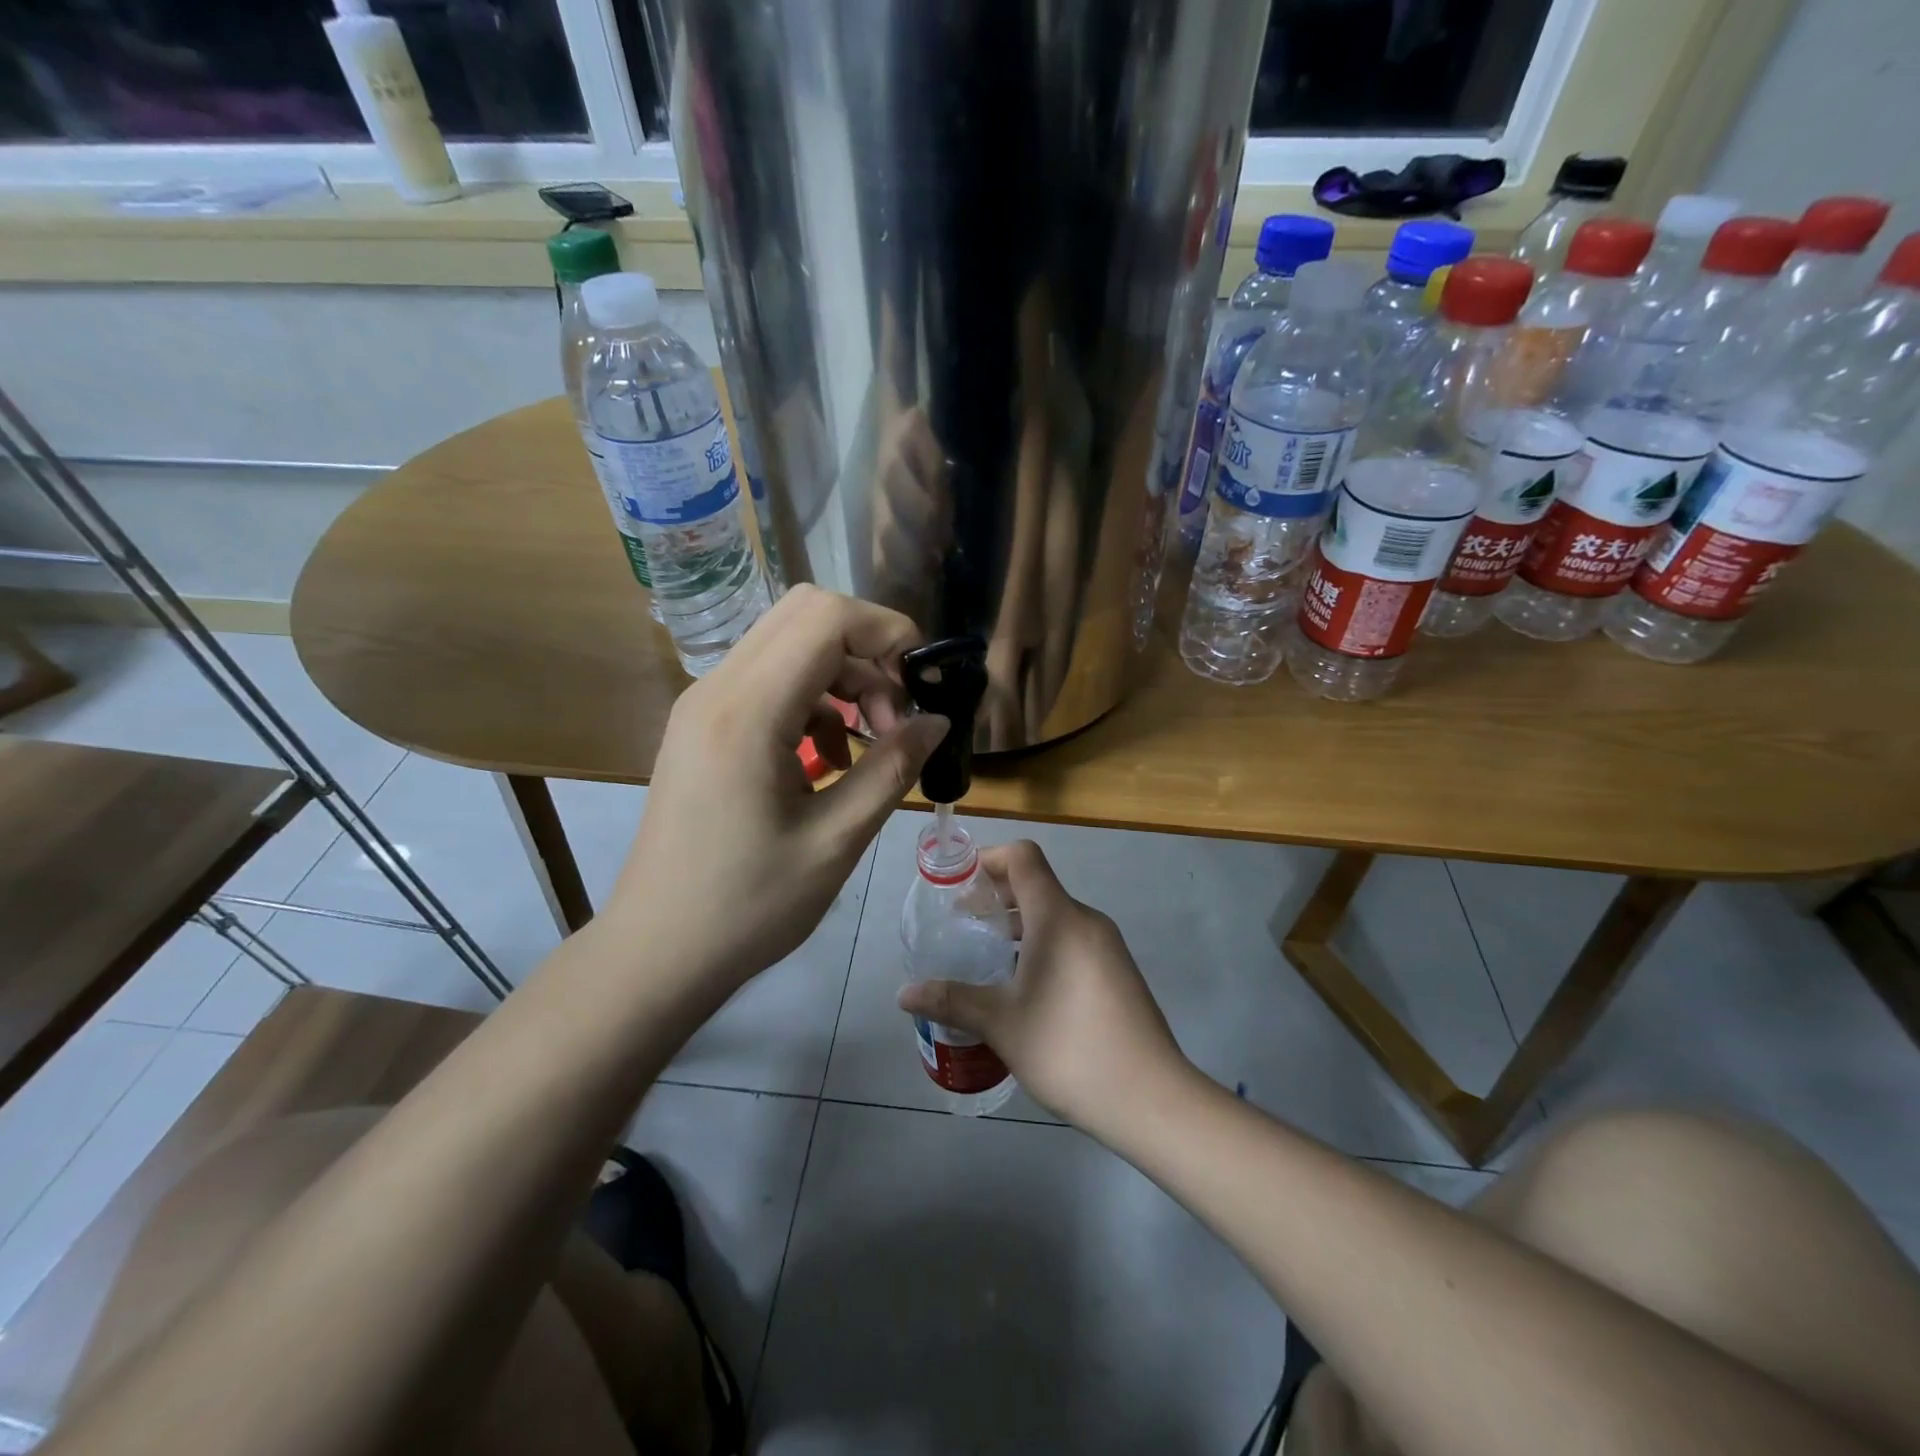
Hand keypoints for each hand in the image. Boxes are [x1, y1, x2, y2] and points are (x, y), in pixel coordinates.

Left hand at [609, 585, 947, 991]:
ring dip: (843, 678)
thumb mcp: (837, 840)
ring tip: (870, 744)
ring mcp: (702, 705)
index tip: (922, 686)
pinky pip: (768, 682)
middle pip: (806, 615)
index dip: (888, 632)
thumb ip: (893, 768)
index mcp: (748, 712)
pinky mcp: (701, 727)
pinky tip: (830, 760)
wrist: (658, 951)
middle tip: (896, 714)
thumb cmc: (749, 906)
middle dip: (867, 651)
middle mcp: (717, 689)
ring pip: (788, 645)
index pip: (827, 618)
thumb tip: (938, 720)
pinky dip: (813, 702)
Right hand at [896, 841, 1188, 1138]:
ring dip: (1018, 923)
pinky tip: (1023, 985)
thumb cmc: (1069, 1049)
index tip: (958, 886)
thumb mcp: (1002, 1024)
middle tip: (962, 923)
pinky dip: (1042, 943)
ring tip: (986, 955)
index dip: (988, 859)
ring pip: (1055, 914)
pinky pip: (1072, 938)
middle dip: (996, 895)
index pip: (1024, 857)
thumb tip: (904, 994)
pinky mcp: (1117, 971)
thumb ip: (952, 1000)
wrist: (1150, 1097)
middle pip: (1037, 884)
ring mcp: (1107, 945)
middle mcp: (1086, 920)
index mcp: (1058, 918)